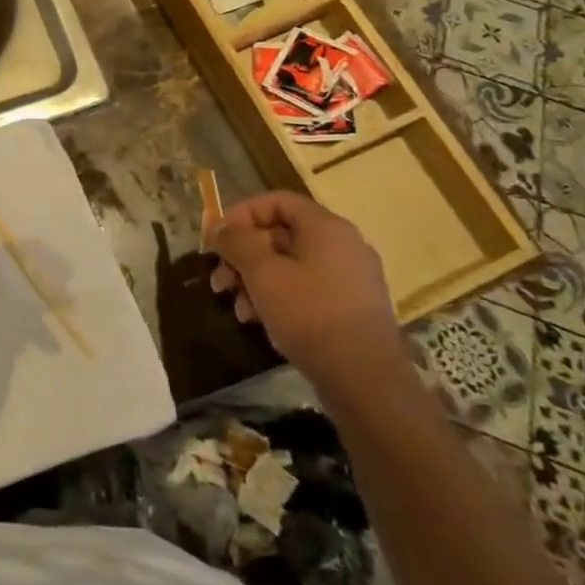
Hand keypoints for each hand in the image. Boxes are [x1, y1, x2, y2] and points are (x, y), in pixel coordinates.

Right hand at [209, 192, 406, 400]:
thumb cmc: (310, 315)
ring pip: (292, 266)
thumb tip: (218, 226)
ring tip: (238, 309)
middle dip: (244, 256)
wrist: (367, 383)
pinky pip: (308, 290)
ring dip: (257, 281)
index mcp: (326, 227)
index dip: (241, 215)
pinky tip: (263, 324)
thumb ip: (236, 242)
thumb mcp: (262, 273)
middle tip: (220, 280)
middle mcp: (344, 245)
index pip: (276, 201)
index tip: (217, 240)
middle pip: (281, 235)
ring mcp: (352, 279)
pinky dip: (281, 299)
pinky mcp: (354, 310)